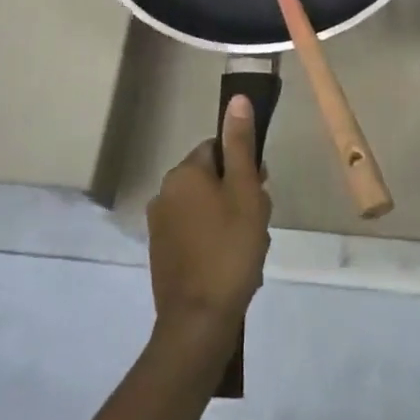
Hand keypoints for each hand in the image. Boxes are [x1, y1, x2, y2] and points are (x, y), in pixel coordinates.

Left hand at [145, 94, 271, 352]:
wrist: (198, 321)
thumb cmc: (229, 248)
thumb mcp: (245, 191)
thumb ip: (241, 144)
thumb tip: (237, 98)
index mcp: (183, 173)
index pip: (218, 149)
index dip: (244, 167)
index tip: (259, 191)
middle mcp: (164, 192)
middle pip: (211, 178)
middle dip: (237, 195)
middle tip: (257, 223)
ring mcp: (159, 225)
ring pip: (205, 207)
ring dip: (228, 219)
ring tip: (248, 249)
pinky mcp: (161, 253)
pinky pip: (194, 232)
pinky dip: (213, 241)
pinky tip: (230, 263)